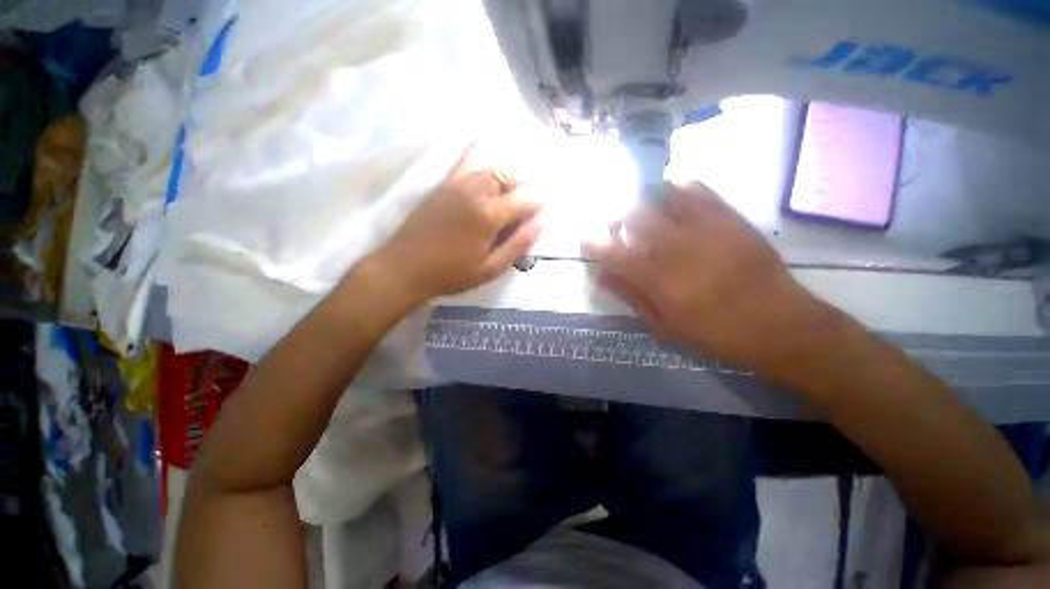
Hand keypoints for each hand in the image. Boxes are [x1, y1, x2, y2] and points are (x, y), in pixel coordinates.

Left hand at [375, 146, 543, 303]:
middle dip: (522, 186)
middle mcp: (474, 192)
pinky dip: (482, 165)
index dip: (538, 201)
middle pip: (507, 177)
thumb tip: (541, 223)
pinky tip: (487, 173)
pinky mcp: (442, 186)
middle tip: (526, 203)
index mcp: (488, 215)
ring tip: (510, 193)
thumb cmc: (451, 274)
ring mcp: (455, 185)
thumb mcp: (490, 268)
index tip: (545, 206)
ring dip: (505, 177)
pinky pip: (466, 166)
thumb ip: (518, 244)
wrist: (404, 268)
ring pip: (489, 169)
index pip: (523, 198)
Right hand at [584, 182, 825, 373]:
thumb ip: (630, 296)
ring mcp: (708, 229)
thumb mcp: (665, 325)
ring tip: (638, 205)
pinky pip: (700, 190)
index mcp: (661, 281)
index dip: (593, 242)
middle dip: (615, 212)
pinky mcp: (732, 219)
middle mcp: (680, 248)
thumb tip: (601, 276)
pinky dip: (679, 185)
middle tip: (610, 219)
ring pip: (665, 195)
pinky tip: (671, 191)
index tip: (581, 234)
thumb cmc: (716, 333)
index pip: (615, 254)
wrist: (781, 325)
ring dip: (643, 196)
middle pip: (636, 215)